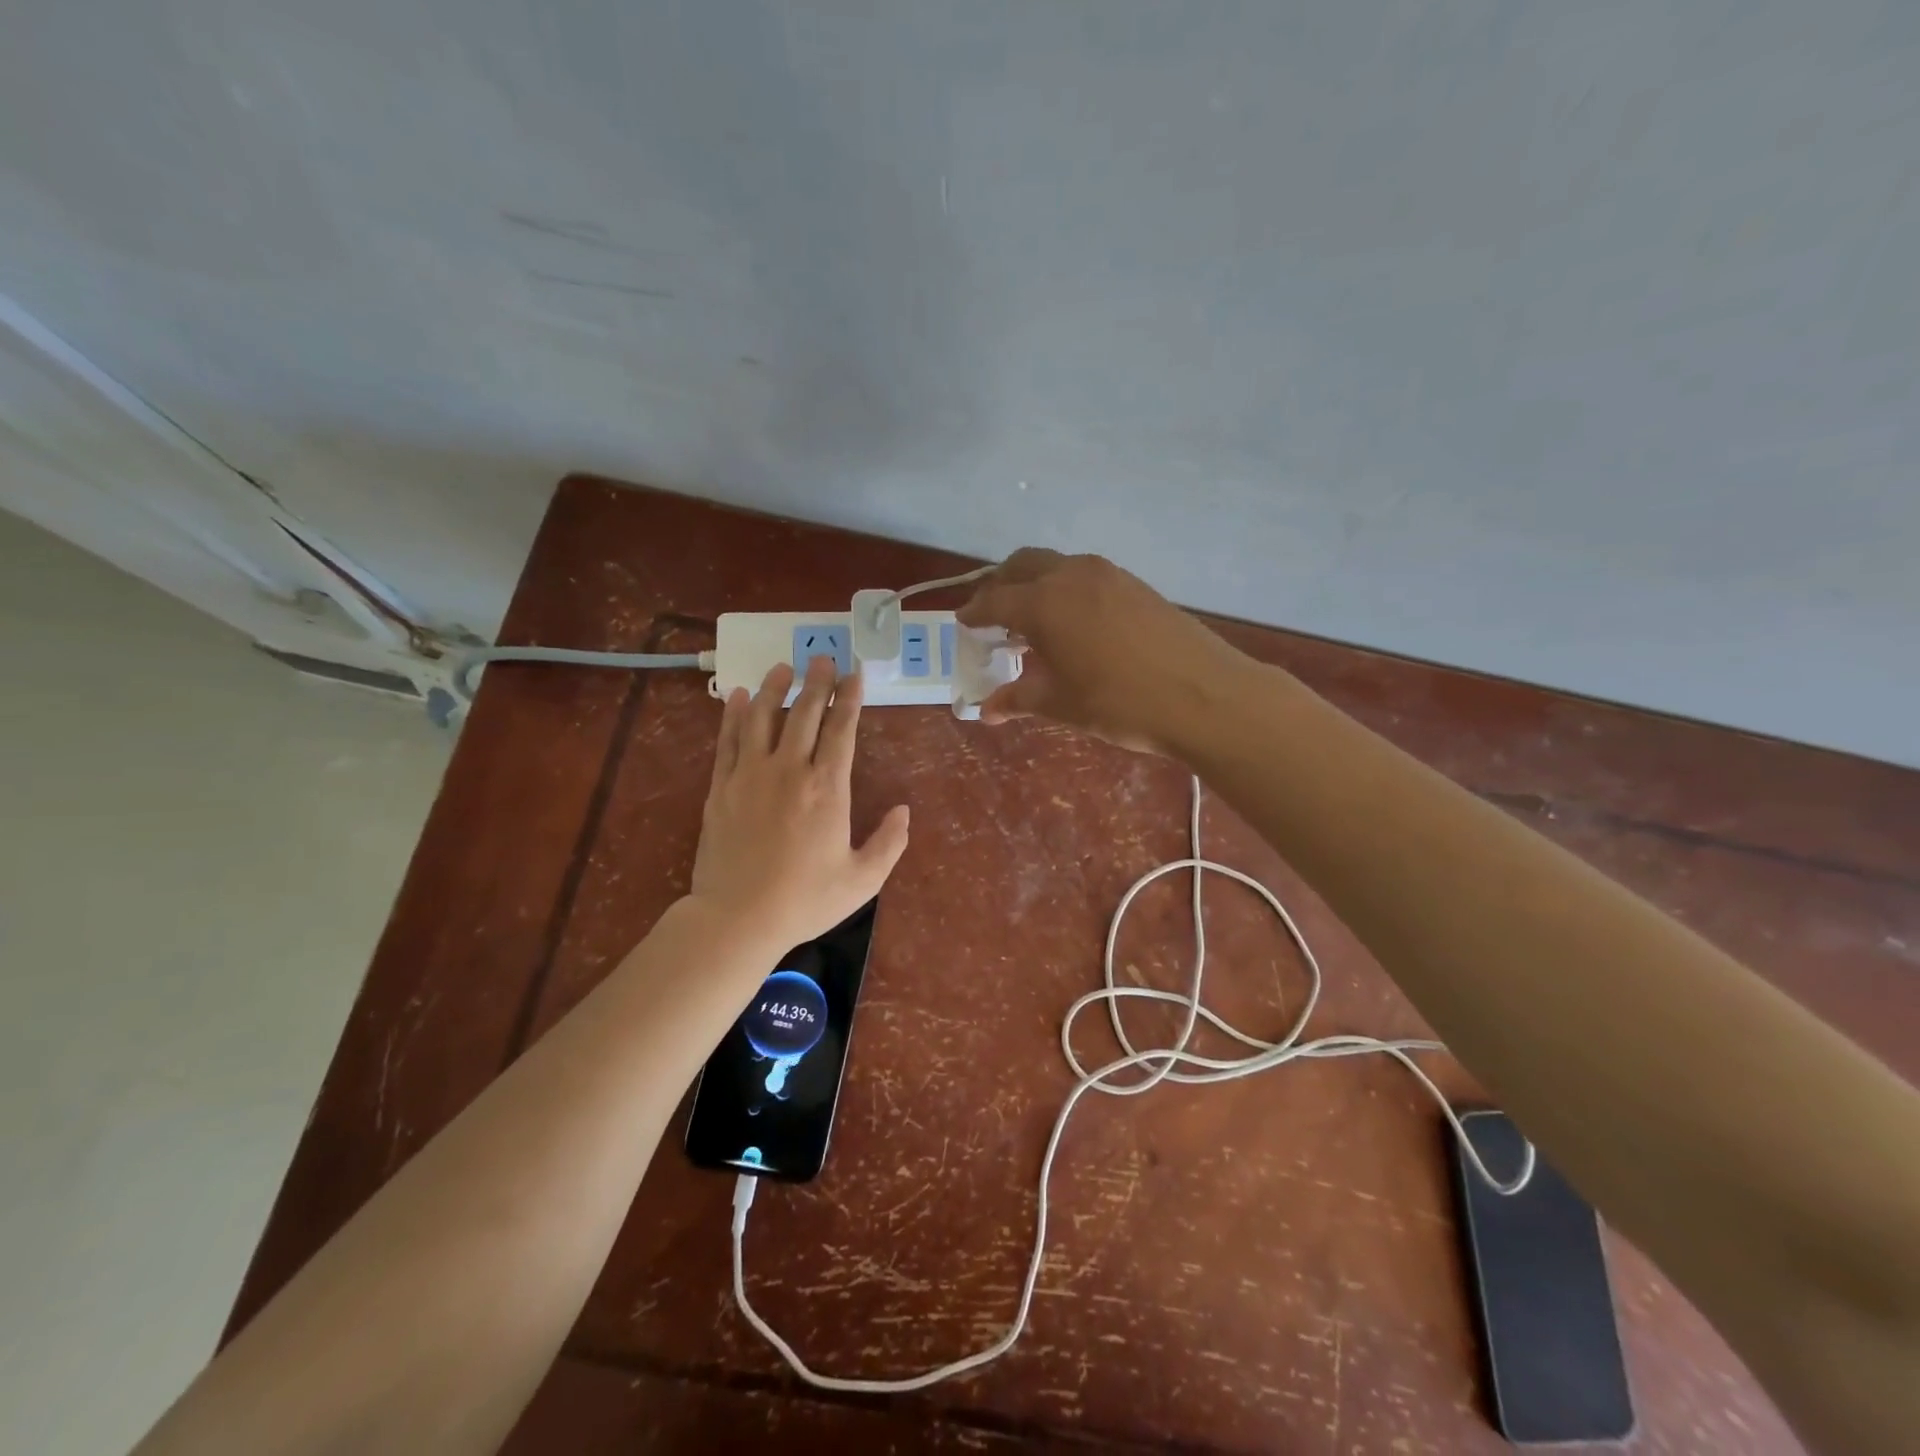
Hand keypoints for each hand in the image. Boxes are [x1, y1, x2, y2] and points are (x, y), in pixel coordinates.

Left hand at [689, 655, 910, 950]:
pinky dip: (734, 715)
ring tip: (783, 666)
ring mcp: (750, 775)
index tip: (855, 674)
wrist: (737, 918)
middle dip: (817, 682)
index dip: (850, 698)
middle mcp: (789, 770)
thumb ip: (889, 843)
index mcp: (828, 788)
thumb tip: (903, 810)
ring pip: (763, 717)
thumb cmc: (805, 900)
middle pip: (804, 713)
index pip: (842, 729)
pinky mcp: (720, 787)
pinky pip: (728, 740)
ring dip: (775, 688)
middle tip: (822, 658)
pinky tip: (739, 696)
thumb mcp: (862, 880)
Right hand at [956, 548, 1250, 755]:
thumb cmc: (1121, 703)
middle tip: (993, 616)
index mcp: (1044, 603)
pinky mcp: (1134, 583)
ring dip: (1035, 584)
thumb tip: (986, 709)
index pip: (995, 600)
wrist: (1204, 695)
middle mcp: (1071, 575)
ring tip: (1032, 620)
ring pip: (1055, 565)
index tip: (963, 623)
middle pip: (1022, 565)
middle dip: (1001, 586)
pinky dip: (1064, 589)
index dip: (975, 613)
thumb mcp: (1062, 704)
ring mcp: (1107, 574)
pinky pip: (1084, 575)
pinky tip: (1073, 622)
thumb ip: (1019, 699)